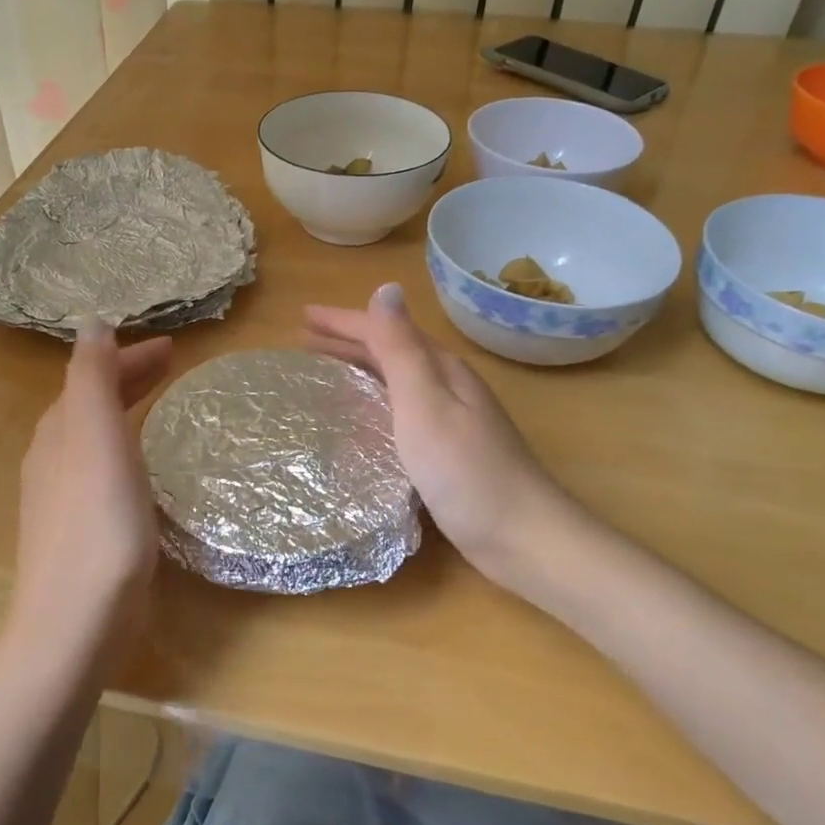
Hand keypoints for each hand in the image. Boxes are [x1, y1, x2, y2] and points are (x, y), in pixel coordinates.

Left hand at [7, 322, 172, 669]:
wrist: (73, 625)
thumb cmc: (97, 526)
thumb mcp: (96, 439)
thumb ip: (92, 378)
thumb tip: (90, 322)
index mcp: (59, 430)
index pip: (92, 374)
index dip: (129, 355)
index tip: (174, 347)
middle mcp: (53, 457)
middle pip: (91, 402)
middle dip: (128, 377)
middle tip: (174, 365)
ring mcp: (60, 497)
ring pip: (95, 435)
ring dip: (126, 409)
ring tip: (161, 405)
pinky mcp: (76, 530)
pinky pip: (102, 468)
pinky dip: (124, 447)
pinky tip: (142, 467)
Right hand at [307, 283, 571, 599]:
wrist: (523, 537)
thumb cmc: (466, 470)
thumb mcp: (425, 403)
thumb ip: (400, 348)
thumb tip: (385, 287)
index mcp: (440, 368)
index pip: (384, 330)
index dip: (342, 321)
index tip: (301, 317)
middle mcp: (447, 386)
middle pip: (390, 352)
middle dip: (347, 341)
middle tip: (305, 340)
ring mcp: (451, 419)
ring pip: (395, 381)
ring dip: (359, 369)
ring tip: (324, 370)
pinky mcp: (448, 451)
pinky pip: (400, 412)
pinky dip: (374, 403)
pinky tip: (360, 420)